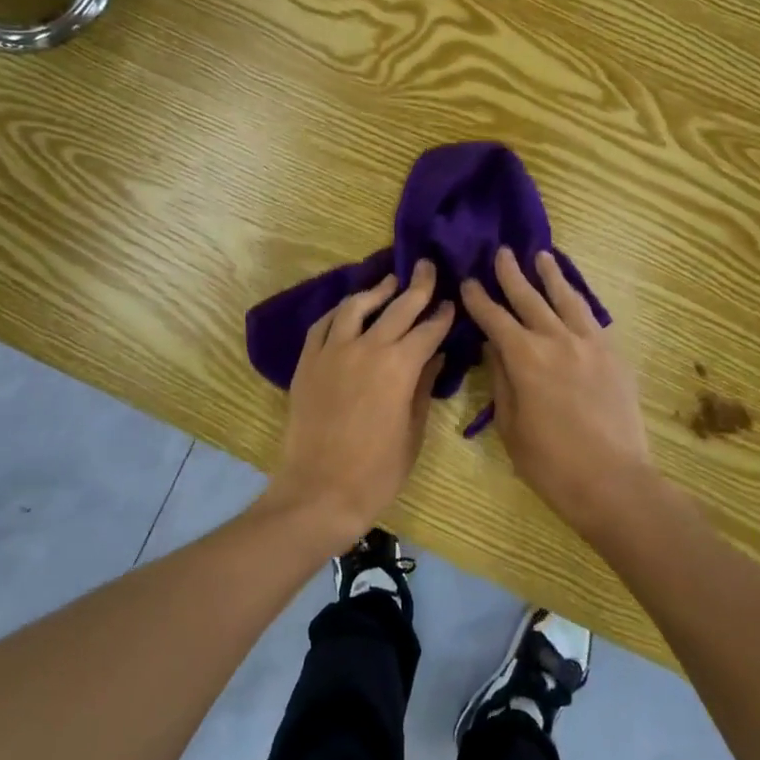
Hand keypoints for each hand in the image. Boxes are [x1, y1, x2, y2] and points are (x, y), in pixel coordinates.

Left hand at [266, 260, 455, 544]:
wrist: (319, 491)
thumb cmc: (377, 471)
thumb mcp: (412, 432)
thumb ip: (424, 387)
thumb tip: (434, 357)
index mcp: (399, 366)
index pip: (428, 330)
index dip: (442, 315)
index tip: (451, 303)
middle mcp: (367, 347)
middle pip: (398, 307)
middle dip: (418, 286)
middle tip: (428, 267)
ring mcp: (332, 351)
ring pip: (356, 307)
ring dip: (376, 291)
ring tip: (389, 282)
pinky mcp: (308, 361)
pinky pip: (324, 324)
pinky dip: (339, 311)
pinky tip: (349, 308)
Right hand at [461, 247, 651, 536]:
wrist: (614, 482)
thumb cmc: (551, 463)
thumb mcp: (510, 426)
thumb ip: (501, 380)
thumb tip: (493, 347)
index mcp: (525, 358)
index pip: (494, 318)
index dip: (478, 299)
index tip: (468, 281)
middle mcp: (556, 339)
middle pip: (529, 297)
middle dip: (511, 274)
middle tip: (501, 252)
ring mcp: (589, 343)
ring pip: (566, 298)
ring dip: (551, 275)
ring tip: (542, 256)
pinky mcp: (613, 353)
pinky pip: (592, 315)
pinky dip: (578, 298)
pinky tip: (573, 293)